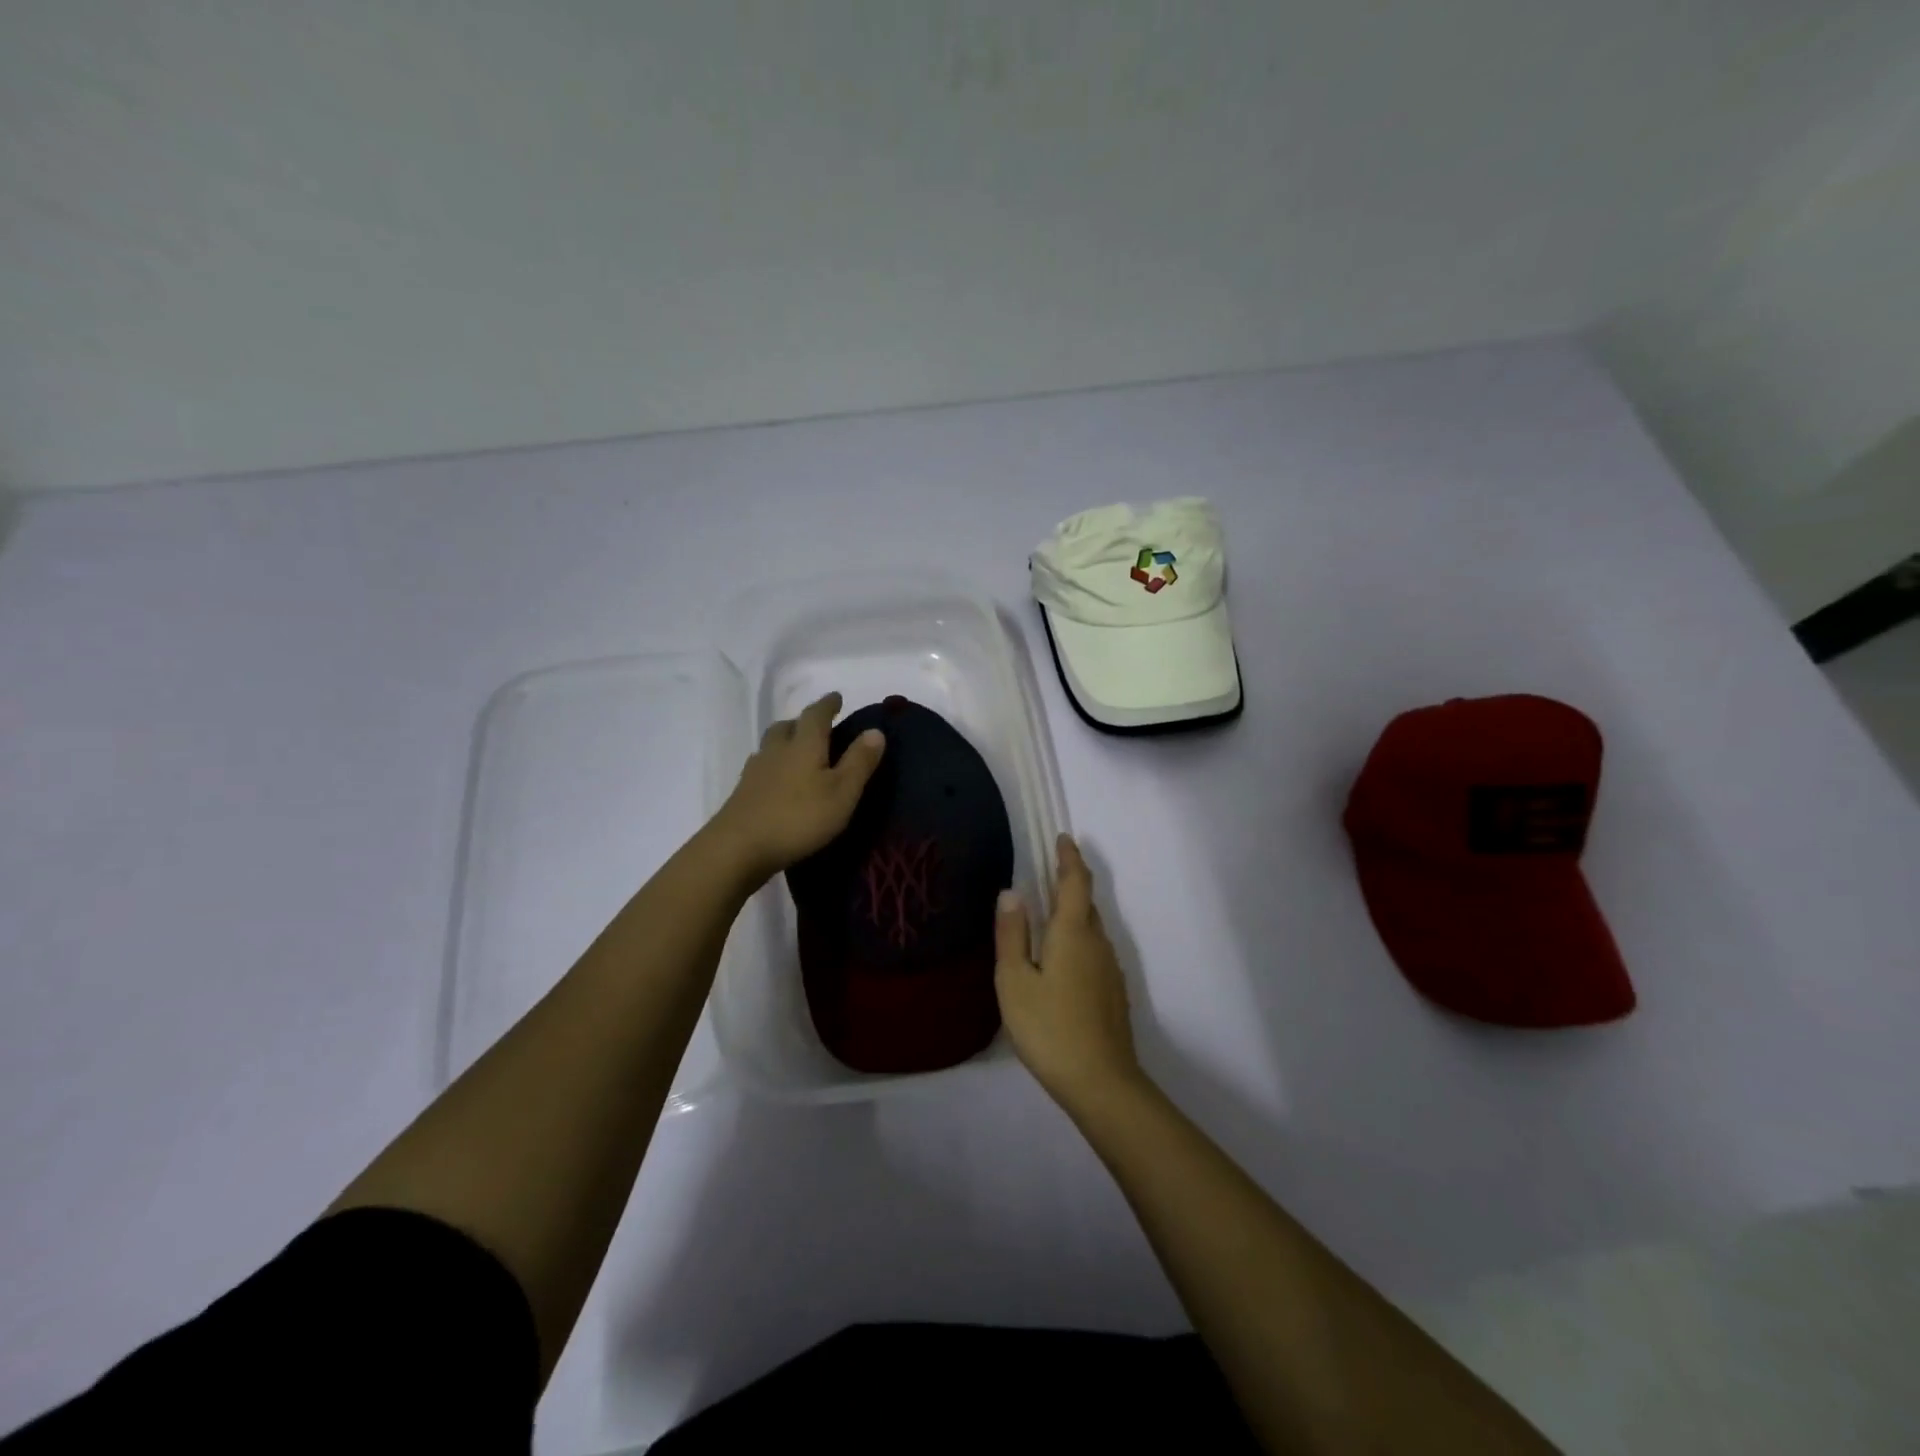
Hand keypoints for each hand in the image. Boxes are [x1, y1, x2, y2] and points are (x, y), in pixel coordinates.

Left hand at [709, 692, 884, 884]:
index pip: (816, 714)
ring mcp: (756, 770)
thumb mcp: (842, 792)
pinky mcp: (743, 792)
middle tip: (817, 725)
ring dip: (786, 740)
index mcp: (804, 744)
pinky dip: (773, 764)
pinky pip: (761, 766)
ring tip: (798, 750)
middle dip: (803, 721)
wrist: (738, 847)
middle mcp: (777, 750)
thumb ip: (859, 761)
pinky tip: (778, 779)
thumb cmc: (799, 817)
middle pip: (788, 726)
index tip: (836, 697)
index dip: (828, 704)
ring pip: (771, 744)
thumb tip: (875, 730)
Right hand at [995, 834, 1142, 1111]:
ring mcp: (1110, 969)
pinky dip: (1078, 940)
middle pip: (1085, 904)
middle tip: (1047, 874)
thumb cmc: (1049, 1027)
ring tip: (1048, 916)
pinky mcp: (1113, 993)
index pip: (1075, 882)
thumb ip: (1012, 934)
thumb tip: (1012, 891)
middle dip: (1070, 883)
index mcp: (1073, 933)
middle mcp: (1097, 943)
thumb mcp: (1015, 981)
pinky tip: (1062, 961)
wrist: (1102, 1083)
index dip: (1069, 858)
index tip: (1063, 839)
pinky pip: (1094, 951)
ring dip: (1073, 913)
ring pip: (1091, 929)